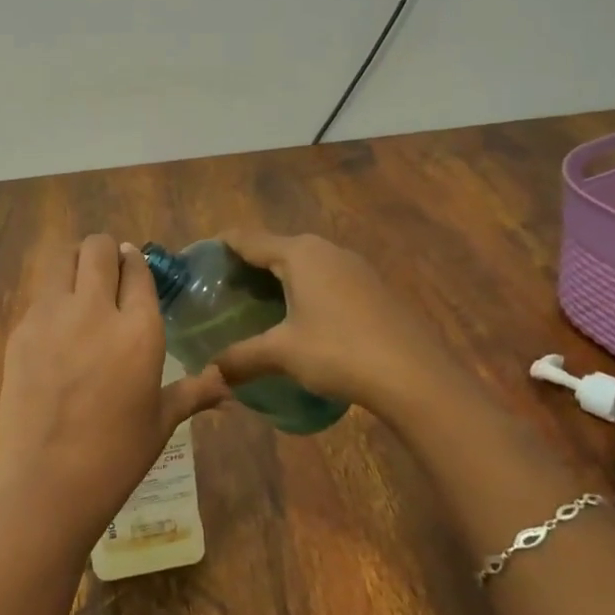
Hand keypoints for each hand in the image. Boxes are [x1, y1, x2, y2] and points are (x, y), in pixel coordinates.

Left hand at [0, 234, 227, 545]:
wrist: (48, 480)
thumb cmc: (117, 454)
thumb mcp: (162, 420)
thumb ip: (195, 392)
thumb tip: (229, 386)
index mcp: (139, 329)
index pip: (137, 270)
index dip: (136, 263)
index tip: (133, 266)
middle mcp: (96, 310)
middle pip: (98, 248)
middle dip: (105, 251)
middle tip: (106, 270)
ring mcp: (52, 315)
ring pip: (62, 258)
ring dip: (74, 262)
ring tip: (79, 283)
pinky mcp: (21, 329)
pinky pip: (39, 294)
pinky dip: (52, 296)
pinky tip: (56, 325)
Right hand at [211, 230, 449, 404]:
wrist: (416, 376)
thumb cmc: (339, 351)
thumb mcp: (282, 354)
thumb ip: (241, 358)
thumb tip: (210, 372)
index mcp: (299, 253)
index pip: (247, 238)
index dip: (221, 247)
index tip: (199, 261)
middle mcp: (326, 249)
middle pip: (275, 247)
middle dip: (247, 265)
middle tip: (222, 291)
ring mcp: (354, 266)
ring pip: (303, 263)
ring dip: (278, 279)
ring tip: (256, 306)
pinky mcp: (372, 287)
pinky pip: (325, 278)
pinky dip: (304, 290)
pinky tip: (299, 319)